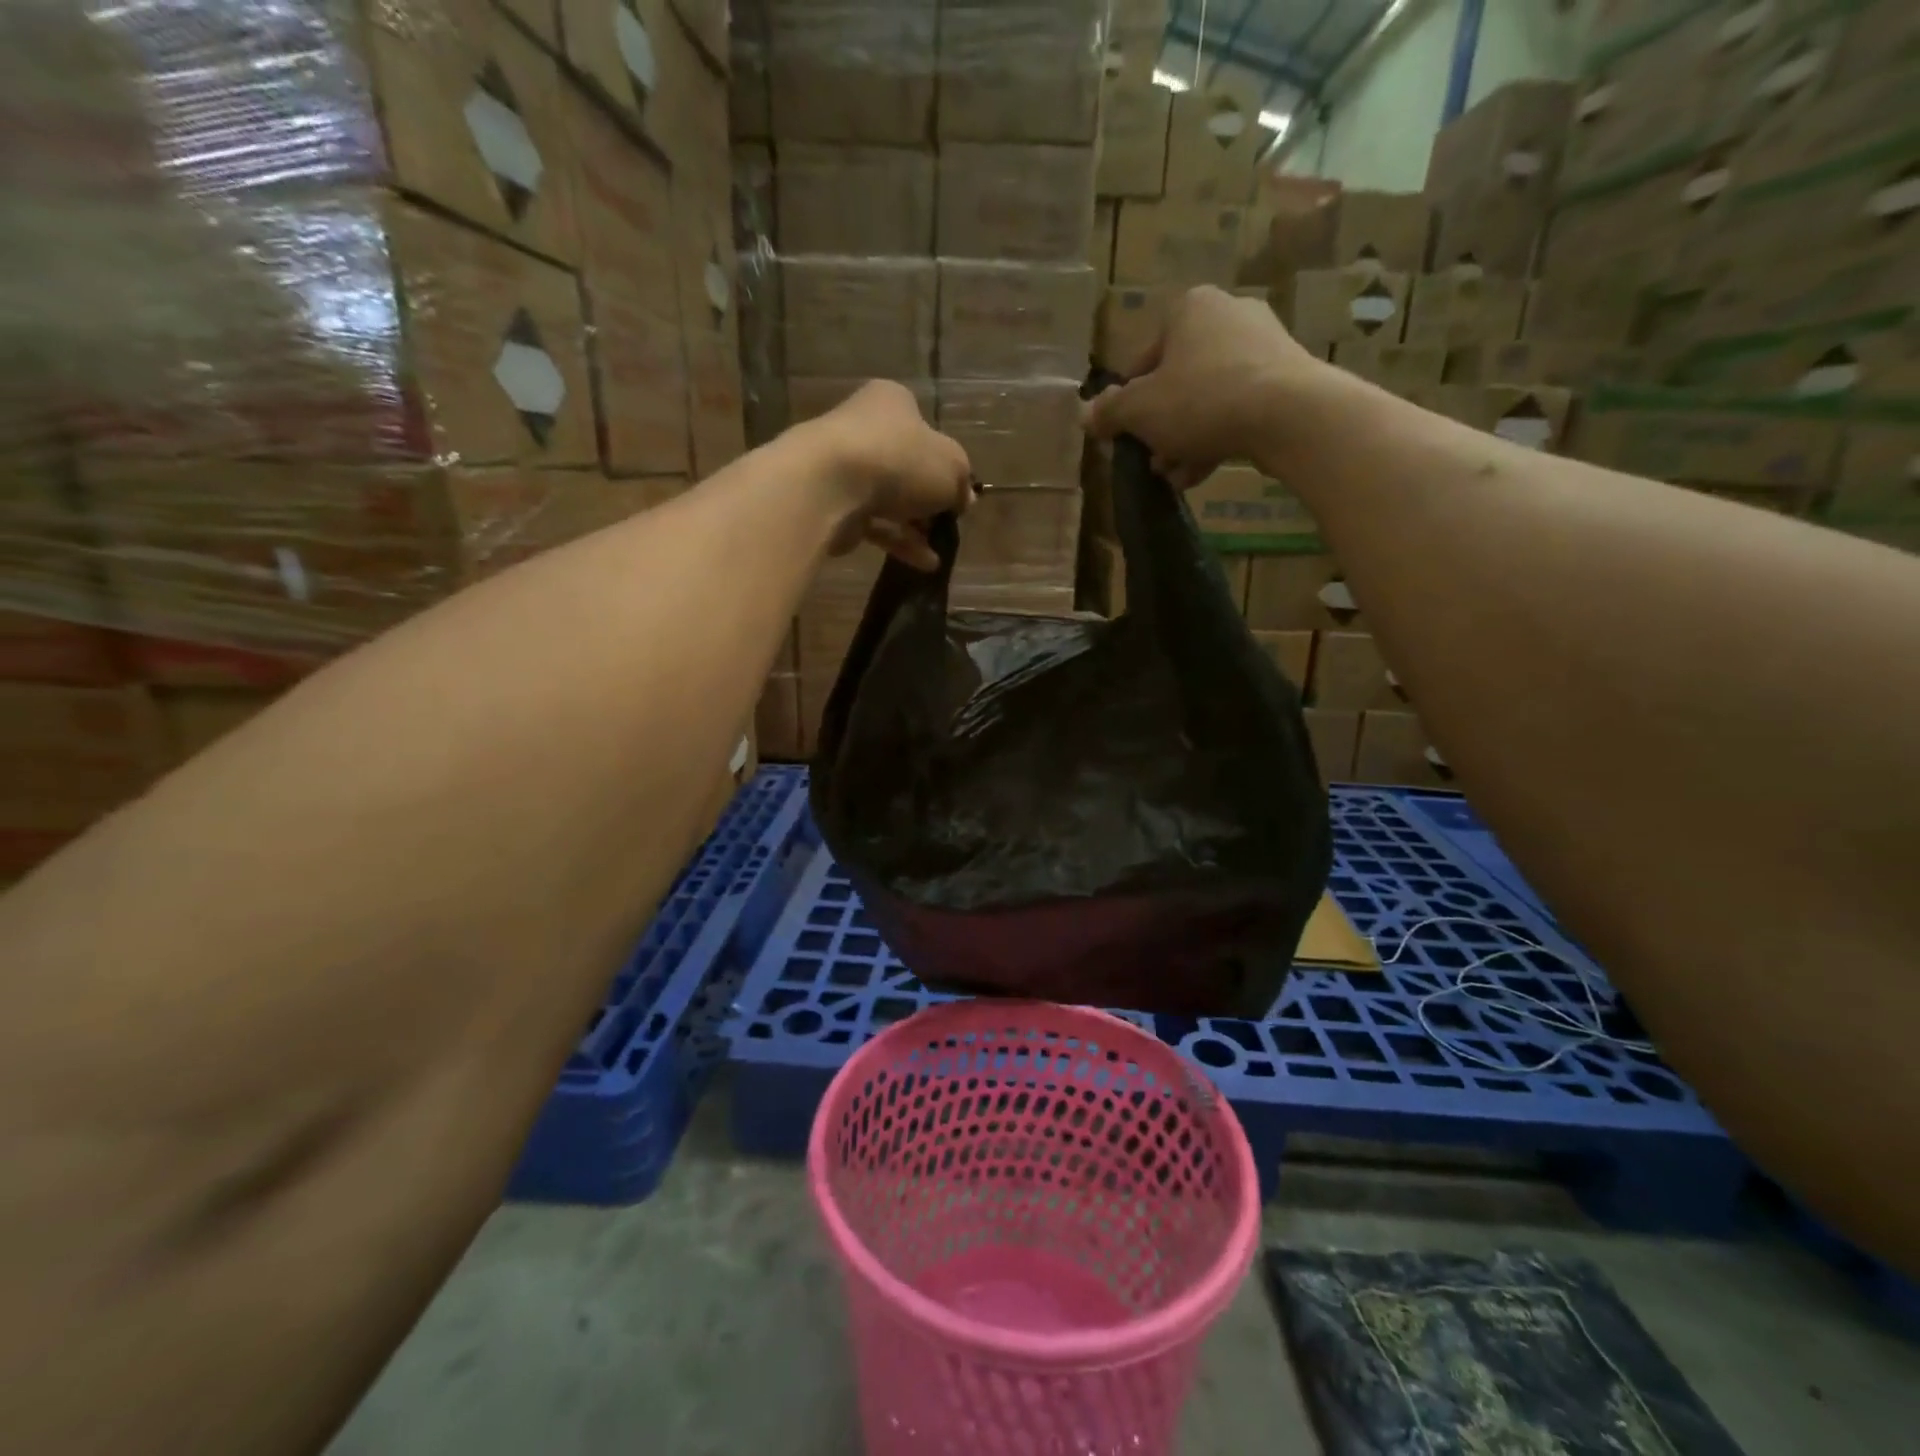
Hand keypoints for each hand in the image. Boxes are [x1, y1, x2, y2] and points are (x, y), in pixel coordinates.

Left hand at [798, 380, 974, 570]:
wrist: (831, 486)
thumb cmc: (899, 461)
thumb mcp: (952, 467)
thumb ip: (962, 482)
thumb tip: (963, 499)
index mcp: (892, 402)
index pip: (925, 431)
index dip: (944, 464)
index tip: (956, 494)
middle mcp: (864, 427)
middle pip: (906, 467)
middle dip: (928, 500)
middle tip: (945, 523)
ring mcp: (844, 467)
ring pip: (889, 499)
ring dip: (915, 527)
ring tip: (937, 553)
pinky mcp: (833, 503)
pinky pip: (873, 523)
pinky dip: (898, 542)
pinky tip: (922, 564)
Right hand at [1083, 286, 1325, 486]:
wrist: (1288, 414)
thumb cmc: (1201, 400)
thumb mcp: (1139, 411)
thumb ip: (1109, 412)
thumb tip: (1085, 415)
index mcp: (1189, 308)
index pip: (1143, 358)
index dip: (1128, 401)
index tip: (1126, 434)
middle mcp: (1228, 314)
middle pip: (1176, 380)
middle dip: (1159, 425)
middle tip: (1151, 459)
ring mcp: (1263, 344)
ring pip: (1207, 398)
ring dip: (1184, 439)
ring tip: (1174, 475)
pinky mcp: (1286, 377)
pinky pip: (1237, 408)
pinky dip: (1216, 438)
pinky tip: (1199, 473)